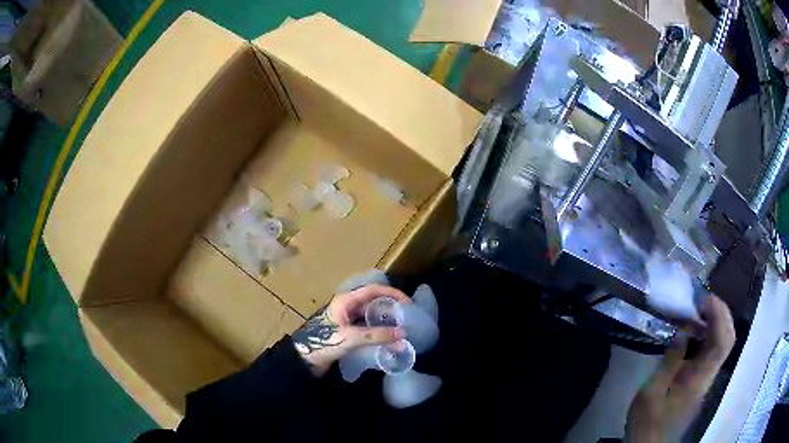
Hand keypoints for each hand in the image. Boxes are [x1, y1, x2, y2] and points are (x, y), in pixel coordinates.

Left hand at [291, 284, 410, 375]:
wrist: (304, 360)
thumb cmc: (323, 343)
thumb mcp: (351, 338)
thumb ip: (377, 336)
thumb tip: (403, 335)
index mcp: (346, 301)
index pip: (374, 290)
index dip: (392, 293)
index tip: (408, 304)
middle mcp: (347, 307)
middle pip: (373, 302)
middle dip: (391, 308)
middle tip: (407, 318)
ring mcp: (347, 320)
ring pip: (371, 316)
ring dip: (385, 321)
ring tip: (401, 330)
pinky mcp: (347, 333)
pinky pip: (367, 328)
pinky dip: (378, 332)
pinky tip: (387, 340)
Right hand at [625, 295, 735, 442]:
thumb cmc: (648, 422)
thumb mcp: (651, 393)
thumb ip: (670, 361)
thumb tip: (684, 330)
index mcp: (699, 378)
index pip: (722, 340)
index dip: (718, 314)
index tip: (702, 299)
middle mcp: (709, 374)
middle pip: (729, 337)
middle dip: (721, 312)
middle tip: (702, 300)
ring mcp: (707, 377)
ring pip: (724, 341)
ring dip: (716, 320)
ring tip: (699, 310)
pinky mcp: (701, 380)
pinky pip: (713, 349)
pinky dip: (710, 332)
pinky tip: (695, 331)